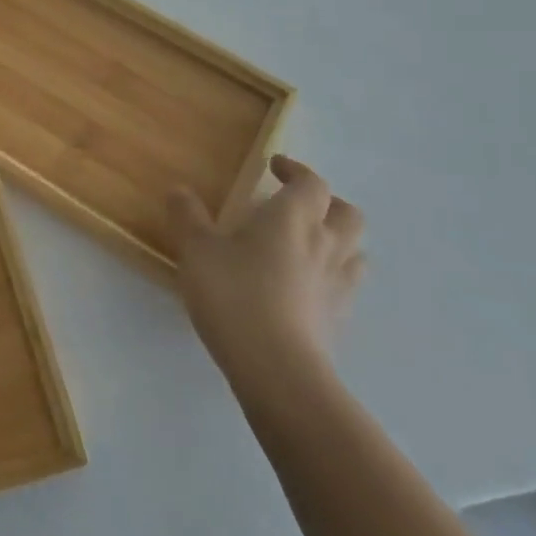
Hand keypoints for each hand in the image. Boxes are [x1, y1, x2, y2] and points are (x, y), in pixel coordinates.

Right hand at [159, 156, 364, 370]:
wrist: (277, 369)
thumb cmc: (234, 294)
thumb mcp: (196, 250)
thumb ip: (187, 216)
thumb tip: (180, 190)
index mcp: (293, 218)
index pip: (312, 183)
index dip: (296, 170)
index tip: (275, 166)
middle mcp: (325, 245)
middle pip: (348, 214)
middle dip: (327, 203)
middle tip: (298, 204)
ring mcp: (338, 285)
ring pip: (354, 252)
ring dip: (336, 241)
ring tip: (305, 246)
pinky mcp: (339, 320)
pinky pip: (344, 286)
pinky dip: (330, 277)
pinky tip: (303, 288)